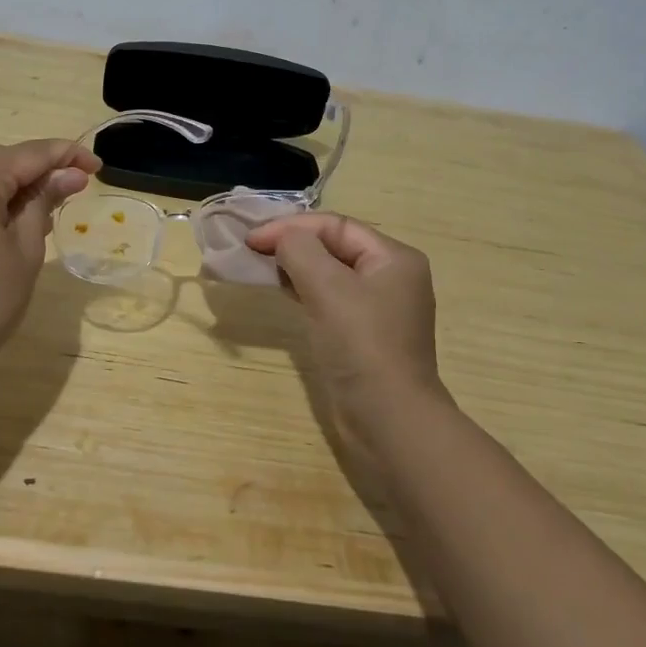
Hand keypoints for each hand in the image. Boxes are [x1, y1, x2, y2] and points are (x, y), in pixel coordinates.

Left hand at [0, 138, 98, 372]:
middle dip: (38, 169)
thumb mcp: (25, 249)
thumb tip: (69, 175)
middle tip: (76, 188)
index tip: (97, 167)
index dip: (66, 156)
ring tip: (50, 207)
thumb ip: (44, 202)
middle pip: (0, 160)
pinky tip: (13, 221)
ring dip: (14, 186)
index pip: (28, 154)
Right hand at [245, 212, 448, 427]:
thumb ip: (300, 250)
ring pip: (330, 273)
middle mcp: (391, 278)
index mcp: (394, 258)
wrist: (388, 421)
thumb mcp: (328, 287)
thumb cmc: (361, 345)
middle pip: (334, 246)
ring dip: (295, 267)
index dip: (292, 226)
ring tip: (260, 267)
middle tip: (252, 249)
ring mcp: (379, 309)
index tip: (252, 238)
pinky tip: (282, 291)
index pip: (336, 225)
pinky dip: (304, 290)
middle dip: (293, 244)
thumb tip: (282, 239)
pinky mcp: (363, 335)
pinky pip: (330, 299)